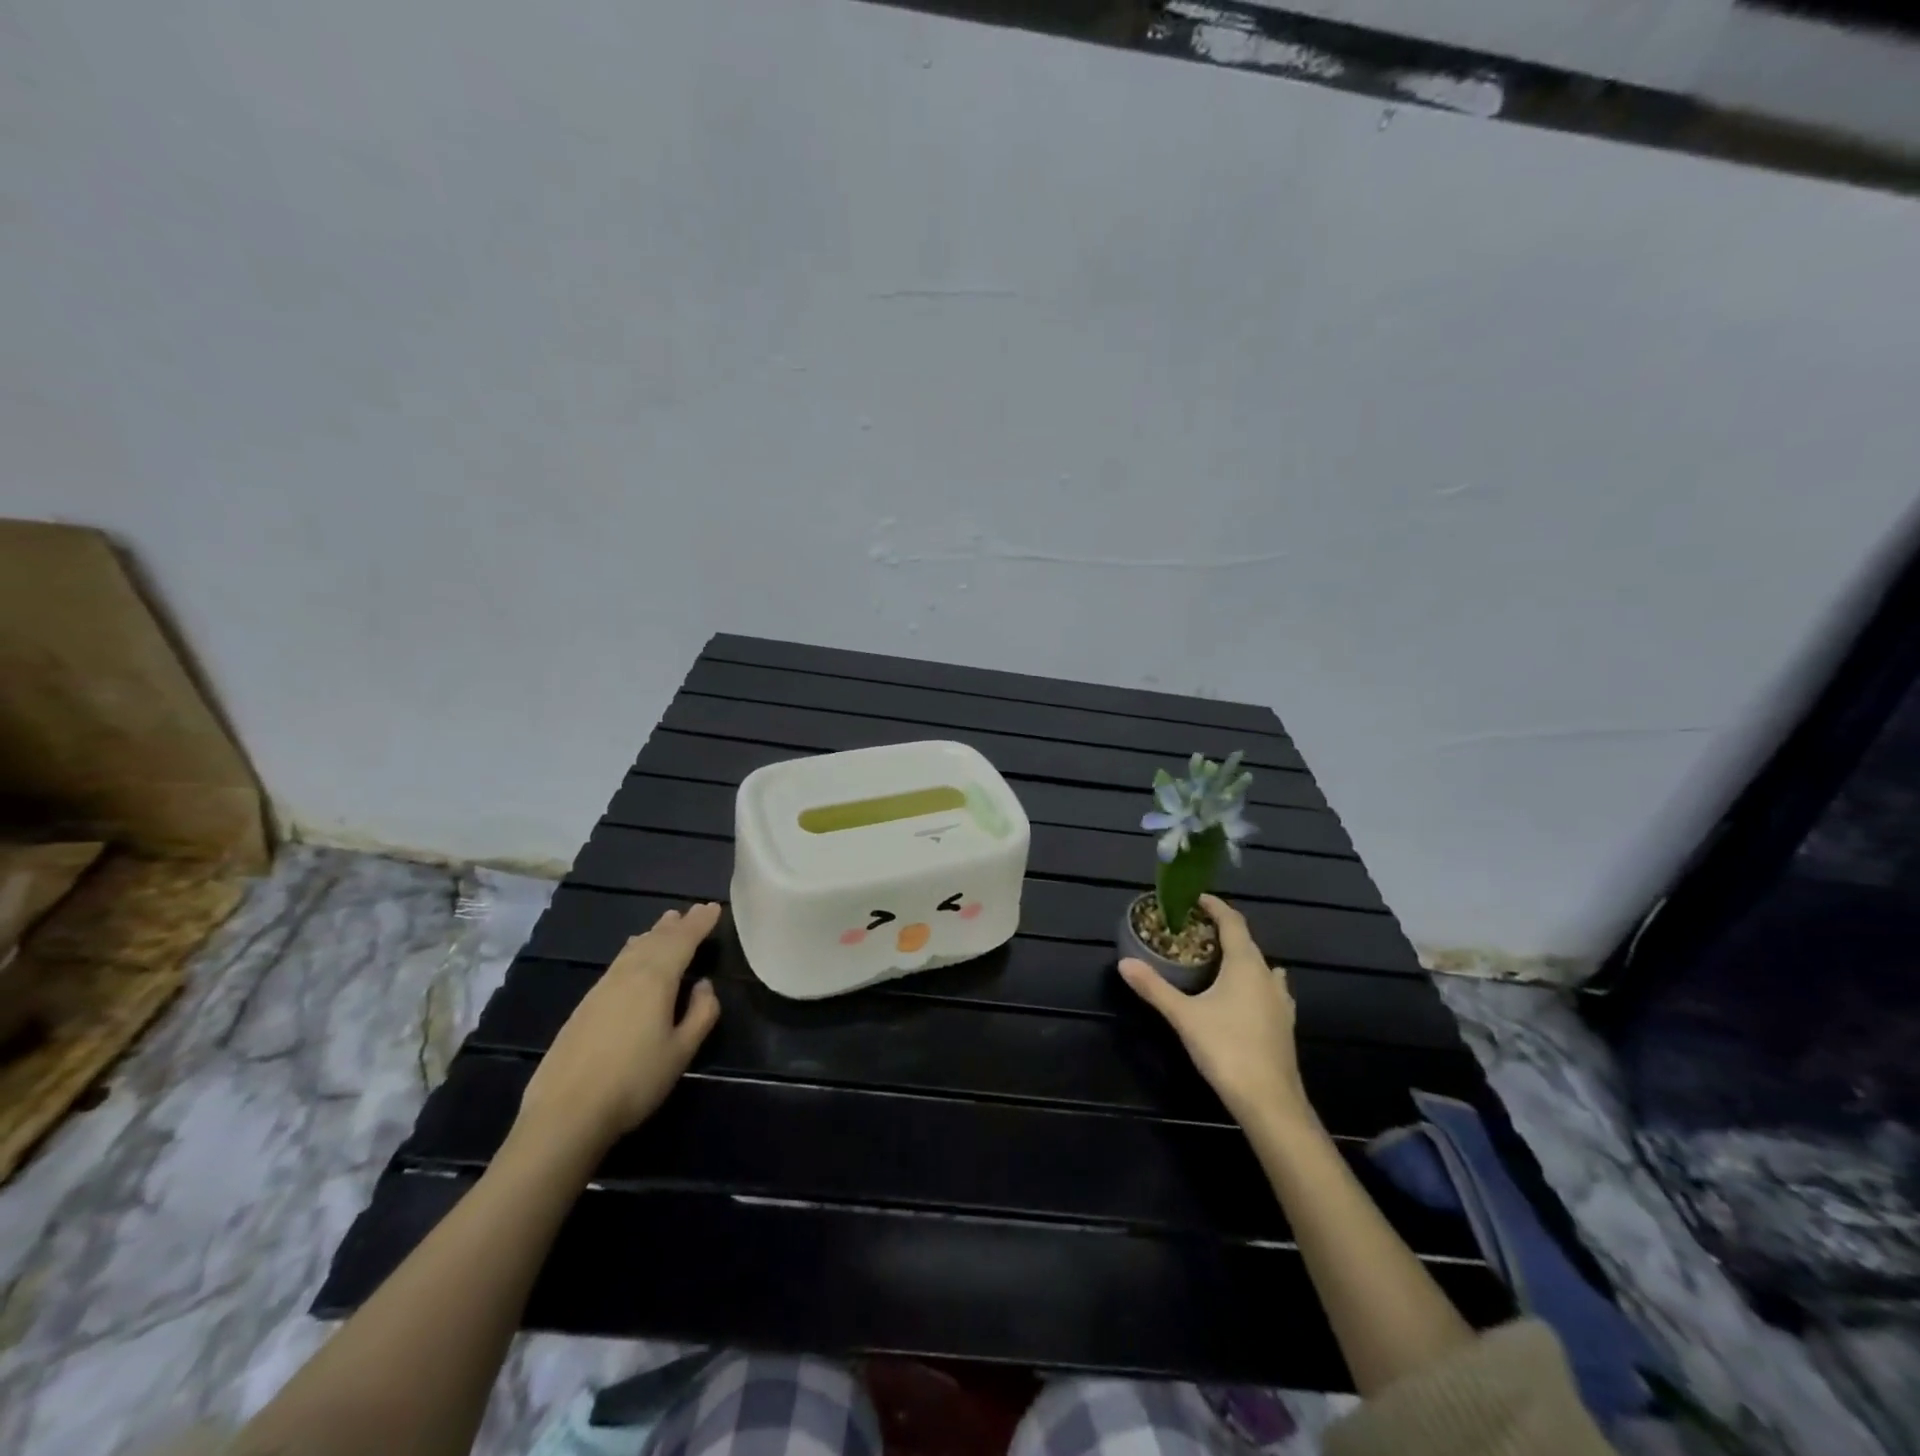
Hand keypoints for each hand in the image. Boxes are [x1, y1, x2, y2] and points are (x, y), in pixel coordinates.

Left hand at [515, 903, 722, 1152]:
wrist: (566, 1113)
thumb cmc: (635, 1081)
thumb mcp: (681, 1051)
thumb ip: (701, 1013)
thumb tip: (703, 985)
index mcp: (656, 979)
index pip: (683, 941)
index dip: (700, 924)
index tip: (714, 907)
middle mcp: (629, 974)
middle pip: (657, 940)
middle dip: (678, 924)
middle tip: (695, 910)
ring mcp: (603, 988)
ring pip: (634, 949)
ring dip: (654, 933)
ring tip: (666, 923)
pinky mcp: (585, 1005)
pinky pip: (618, 962)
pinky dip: (634, 949)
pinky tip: (632, 954)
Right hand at [1119, 894, 1314, 1130]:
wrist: (1270, 1101)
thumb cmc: (1226, 1048)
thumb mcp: (1183, 1016)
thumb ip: (1154, 987)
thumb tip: (1124, 963)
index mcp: (1245, 964)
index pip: (1233, 922)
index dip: (1216, 907)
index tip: (1197, 898)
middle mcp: (1267, 976)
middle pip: (1247, 943)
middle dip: (1223, 932)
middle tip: (1196, 931)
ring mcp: (1280, 1002)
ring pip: (1261, 967)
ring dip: (1241, 958)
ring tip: (1217, 960)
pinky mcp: (1284, 1024)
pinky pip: (1268, 990)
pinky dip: (1252, 982)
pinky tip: (1243, 996)